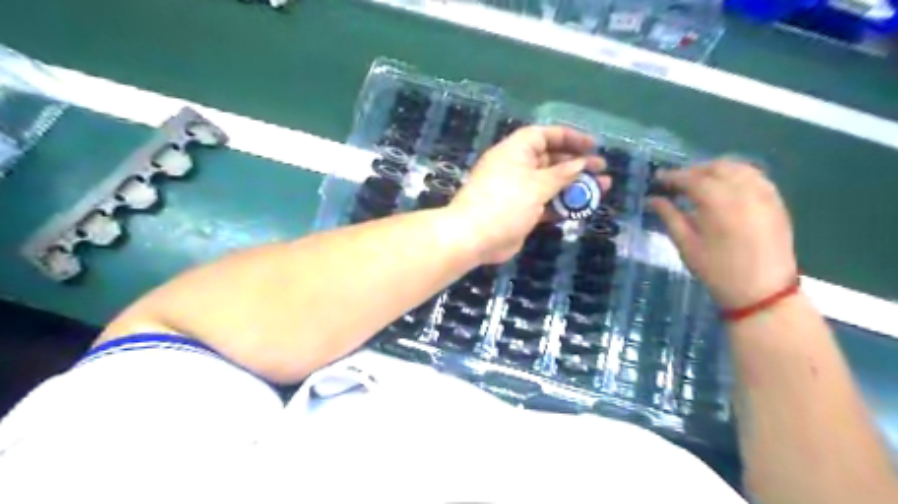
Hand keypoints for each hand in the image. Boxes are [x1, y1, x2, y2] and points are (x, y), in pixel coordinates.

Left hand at [454, 126, 606, 264]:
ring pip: (551, 183)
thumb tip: (580, 164)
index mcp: (515, 151)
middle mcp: (516, 167)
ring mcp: (518, 191)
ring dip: (574, 186)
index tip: (592, 145)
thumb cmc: (505, 203)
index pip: (544, 135)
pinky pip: (545, 203)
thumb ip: (561, 174)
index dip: (569, 137)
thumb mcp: (537, 185)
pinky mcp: (520, 211)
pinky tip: (581, 208)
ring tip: (601, 188)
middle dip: (576, 163)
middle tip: (601, 170)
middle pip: (550, 159)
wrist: (474, 237)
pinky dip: (562, 204)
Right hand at [650, 162, 794, 309]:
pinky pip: (755, 177)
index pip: (693, 179)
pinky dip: (736, 175)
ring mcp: (765, 195)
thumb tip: (652, 199)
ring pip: (738, 167)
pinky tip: (725, 187)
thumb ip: (670, 217)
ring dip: (715, 169)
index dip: (673, 176)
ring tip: (698, 182)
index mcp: (720, 205)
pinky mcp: (777, 202)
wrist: (763, 292)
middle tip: (676, 182)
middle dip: (694, 170)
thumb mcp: (687, 246)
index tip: (658, 177)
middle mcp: (745, 193)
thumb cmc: (718, 271)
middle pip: (717, 167)